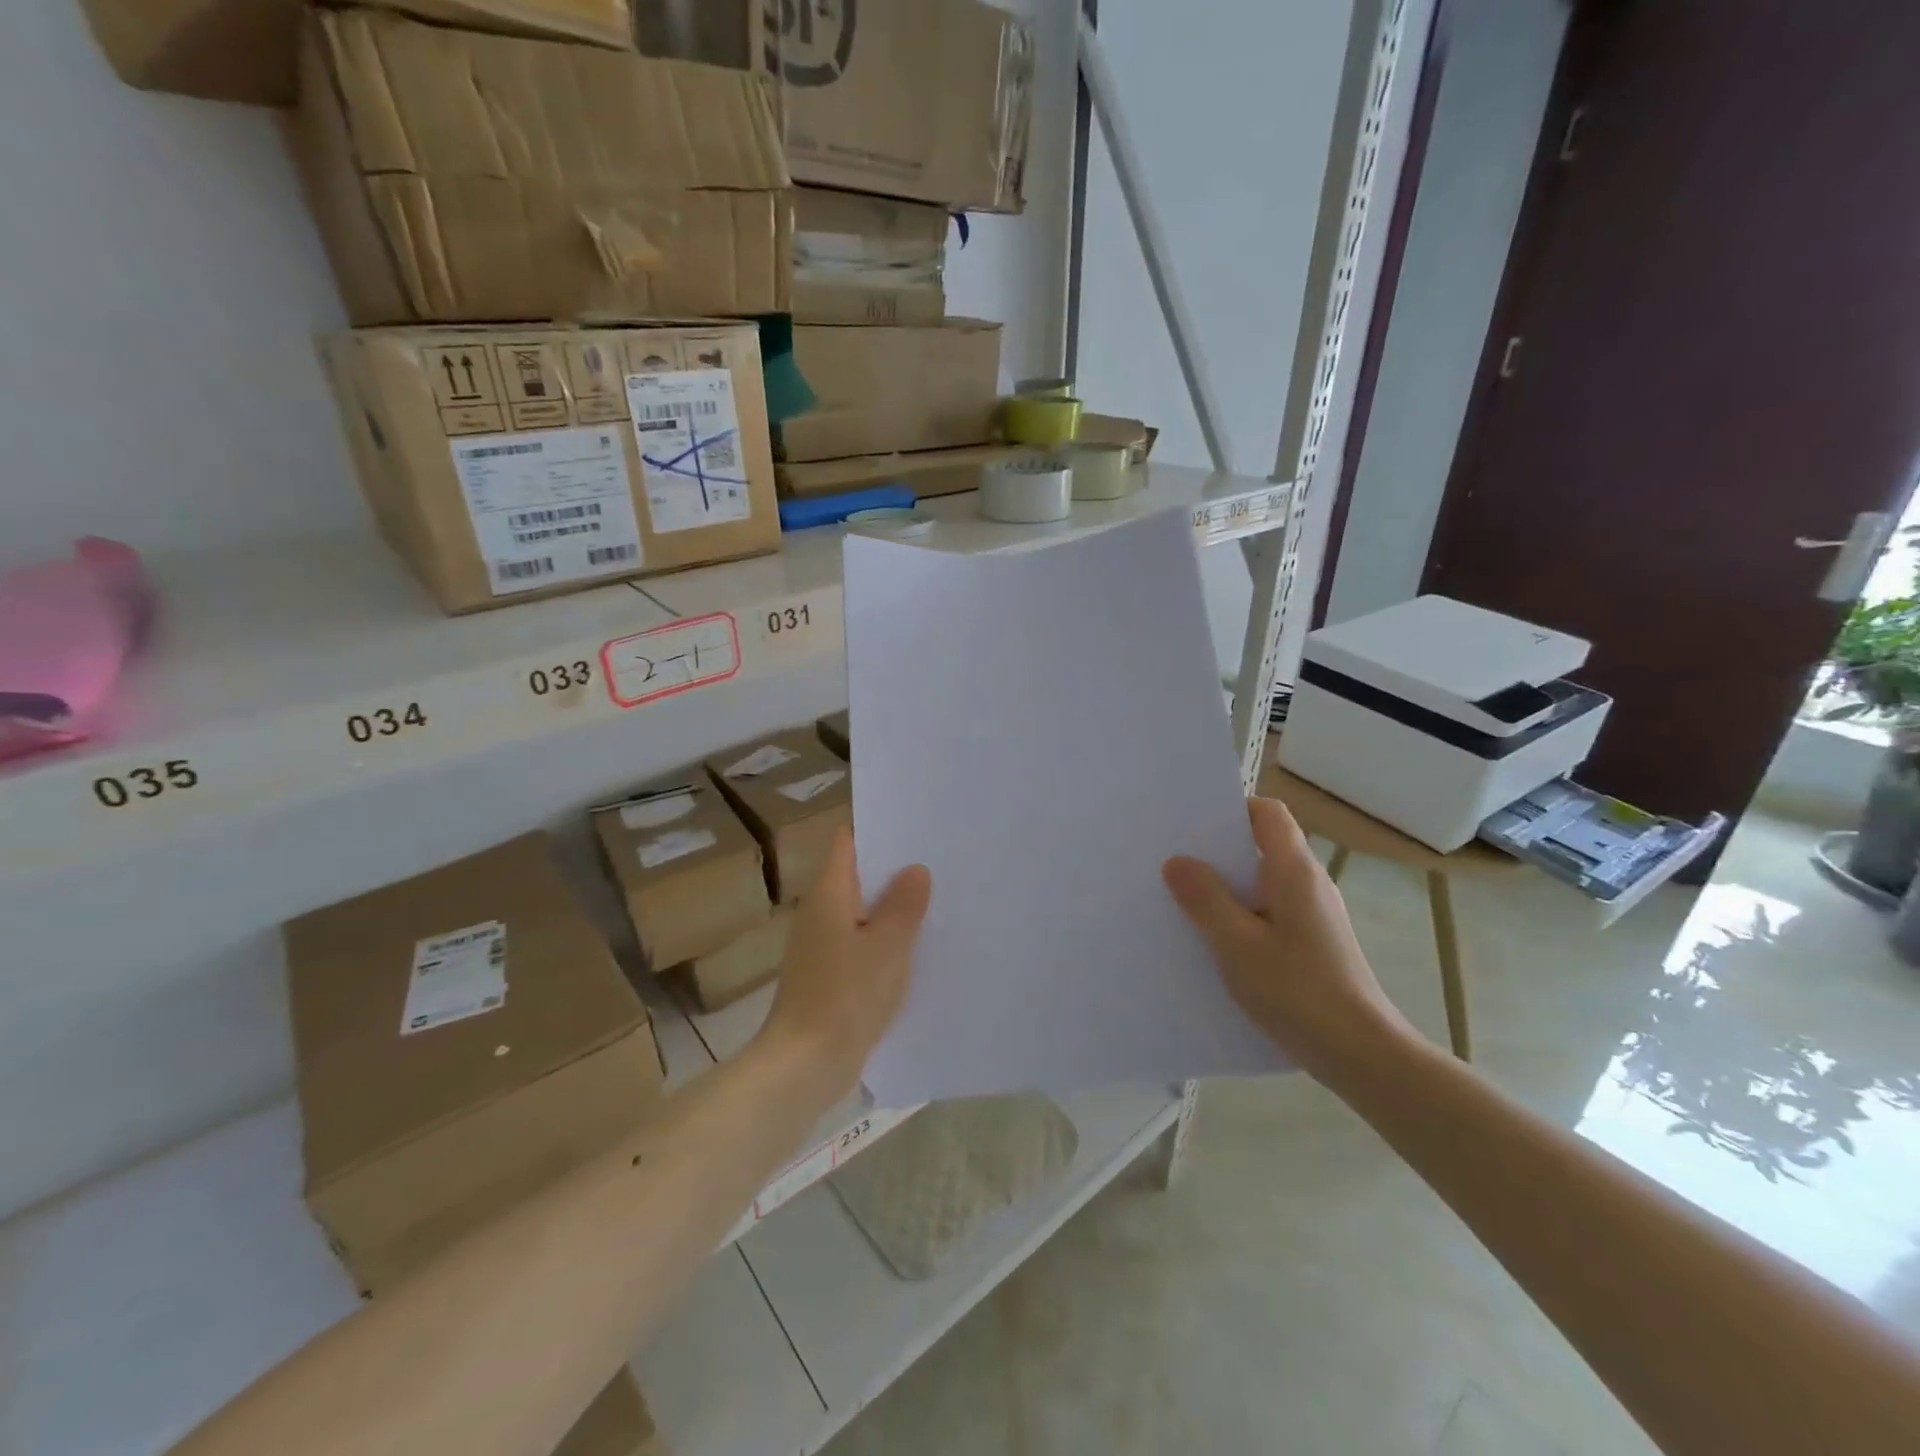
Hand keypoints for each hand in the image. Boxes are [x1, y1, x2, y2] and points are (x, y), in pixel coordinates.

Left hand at [759, 826, 931, 1104]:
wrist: (805, 1065)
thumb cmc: (845, 996)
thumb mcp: (887, 946)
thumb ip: (904, 905)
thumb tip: (915, 869)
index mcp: (829, 893)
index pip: (847, 841)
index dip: (877, 828)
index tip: (915, 825)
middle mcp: (821, 912)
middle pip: (857, 874)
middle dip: (894, 868)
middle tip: (939, 859)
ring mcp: (822, 945)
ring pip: (862, 911)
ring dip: (893, 906)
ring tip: (938, 897)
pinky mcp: (830, 975)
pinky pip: (862, 942)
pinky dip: (886, 938)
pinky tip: (917, 947)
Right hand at [1163, 796, 1414, 1083]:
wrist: (1362, 1055)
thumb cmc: (1298, 991)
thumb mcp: (1237, 944)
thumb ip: (1205, 899)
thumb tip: (1177, 861)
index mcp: (1293, 871)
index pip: (1267, 813)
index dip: (1231, 810)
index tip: (1191, 826)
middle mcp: (1309, 884)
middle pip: (1261, 846)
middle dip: (1217, 852)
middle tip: (1172, 861)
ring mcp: (1314, 915)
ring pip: (1262, 883)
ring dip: (1226, 888)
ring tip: (1182, 901)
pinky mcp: (1313, 944)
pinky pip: (1269, 913)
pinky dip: (1241, 915)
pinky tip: (1214, 942)